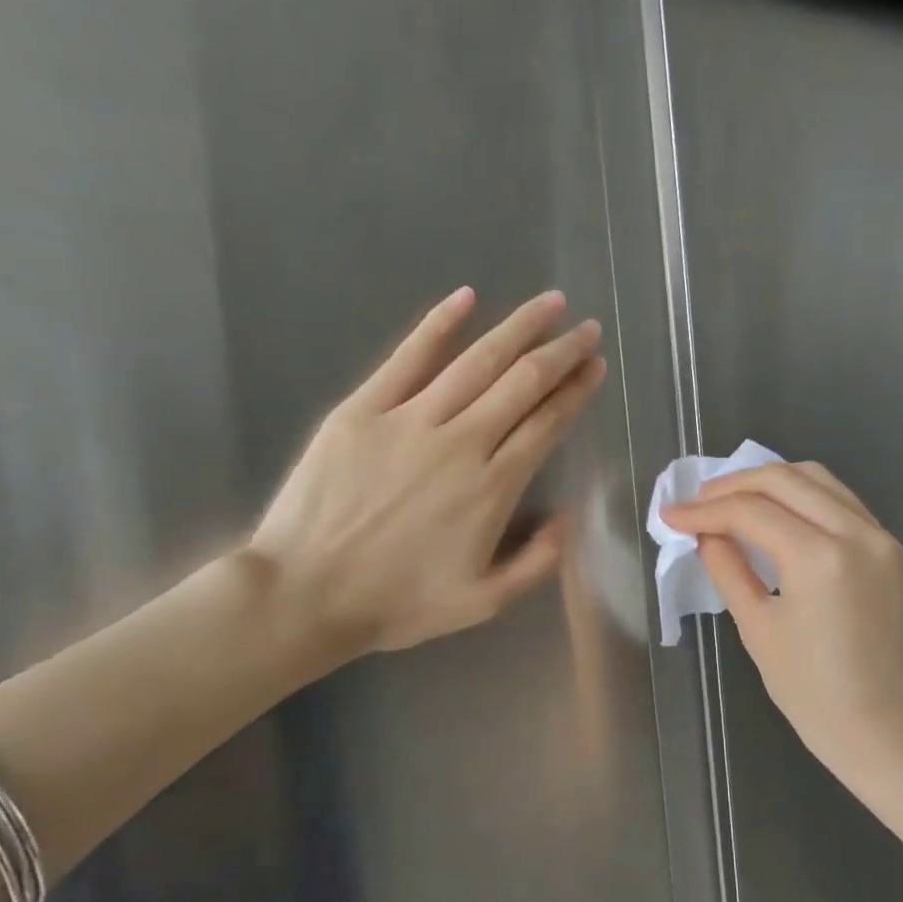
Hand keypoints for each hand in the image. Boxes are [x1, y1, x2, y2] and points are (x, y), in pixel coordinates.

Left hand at [249, 287, 604, 670]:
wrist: (306, 594)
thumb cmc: (398, 603)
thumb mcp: (483, 603)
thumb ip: (535, 563)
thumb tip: (566, 519)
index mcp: (493, 488)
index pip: (546, 424)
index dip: (576, 392)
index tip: (596, 366)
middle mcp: (461, 442)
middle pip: (522, 383)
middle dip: (561, 352)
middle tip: (586, 328)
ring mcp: (410, 420)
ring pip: (476, 362)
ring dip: (518, 328)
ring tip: (548, 303)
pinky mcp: (363, 409)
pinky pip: (408, 357)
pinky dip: (438, 325)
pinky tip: (465, 298)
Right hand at [662, 462, 902, 787]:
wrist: (886, 731)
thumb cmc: (813, 694)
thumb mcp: (758, 630)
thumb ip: (728, 570)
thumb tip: (706, 534)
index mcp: (821, 559)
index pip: (752, 512)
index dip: (705, 510)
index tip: (671, 515)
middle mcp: (857, 534)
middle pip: (787, 479)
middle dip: (735, 484)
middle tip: (697, 501)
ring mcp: (882, 538)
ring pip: (820, 480)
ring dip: (771, 482)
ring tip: (731, 500)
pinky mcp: (892, 550)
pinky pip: (842, 503)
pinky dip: (804, 497)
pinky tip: (776, 514)